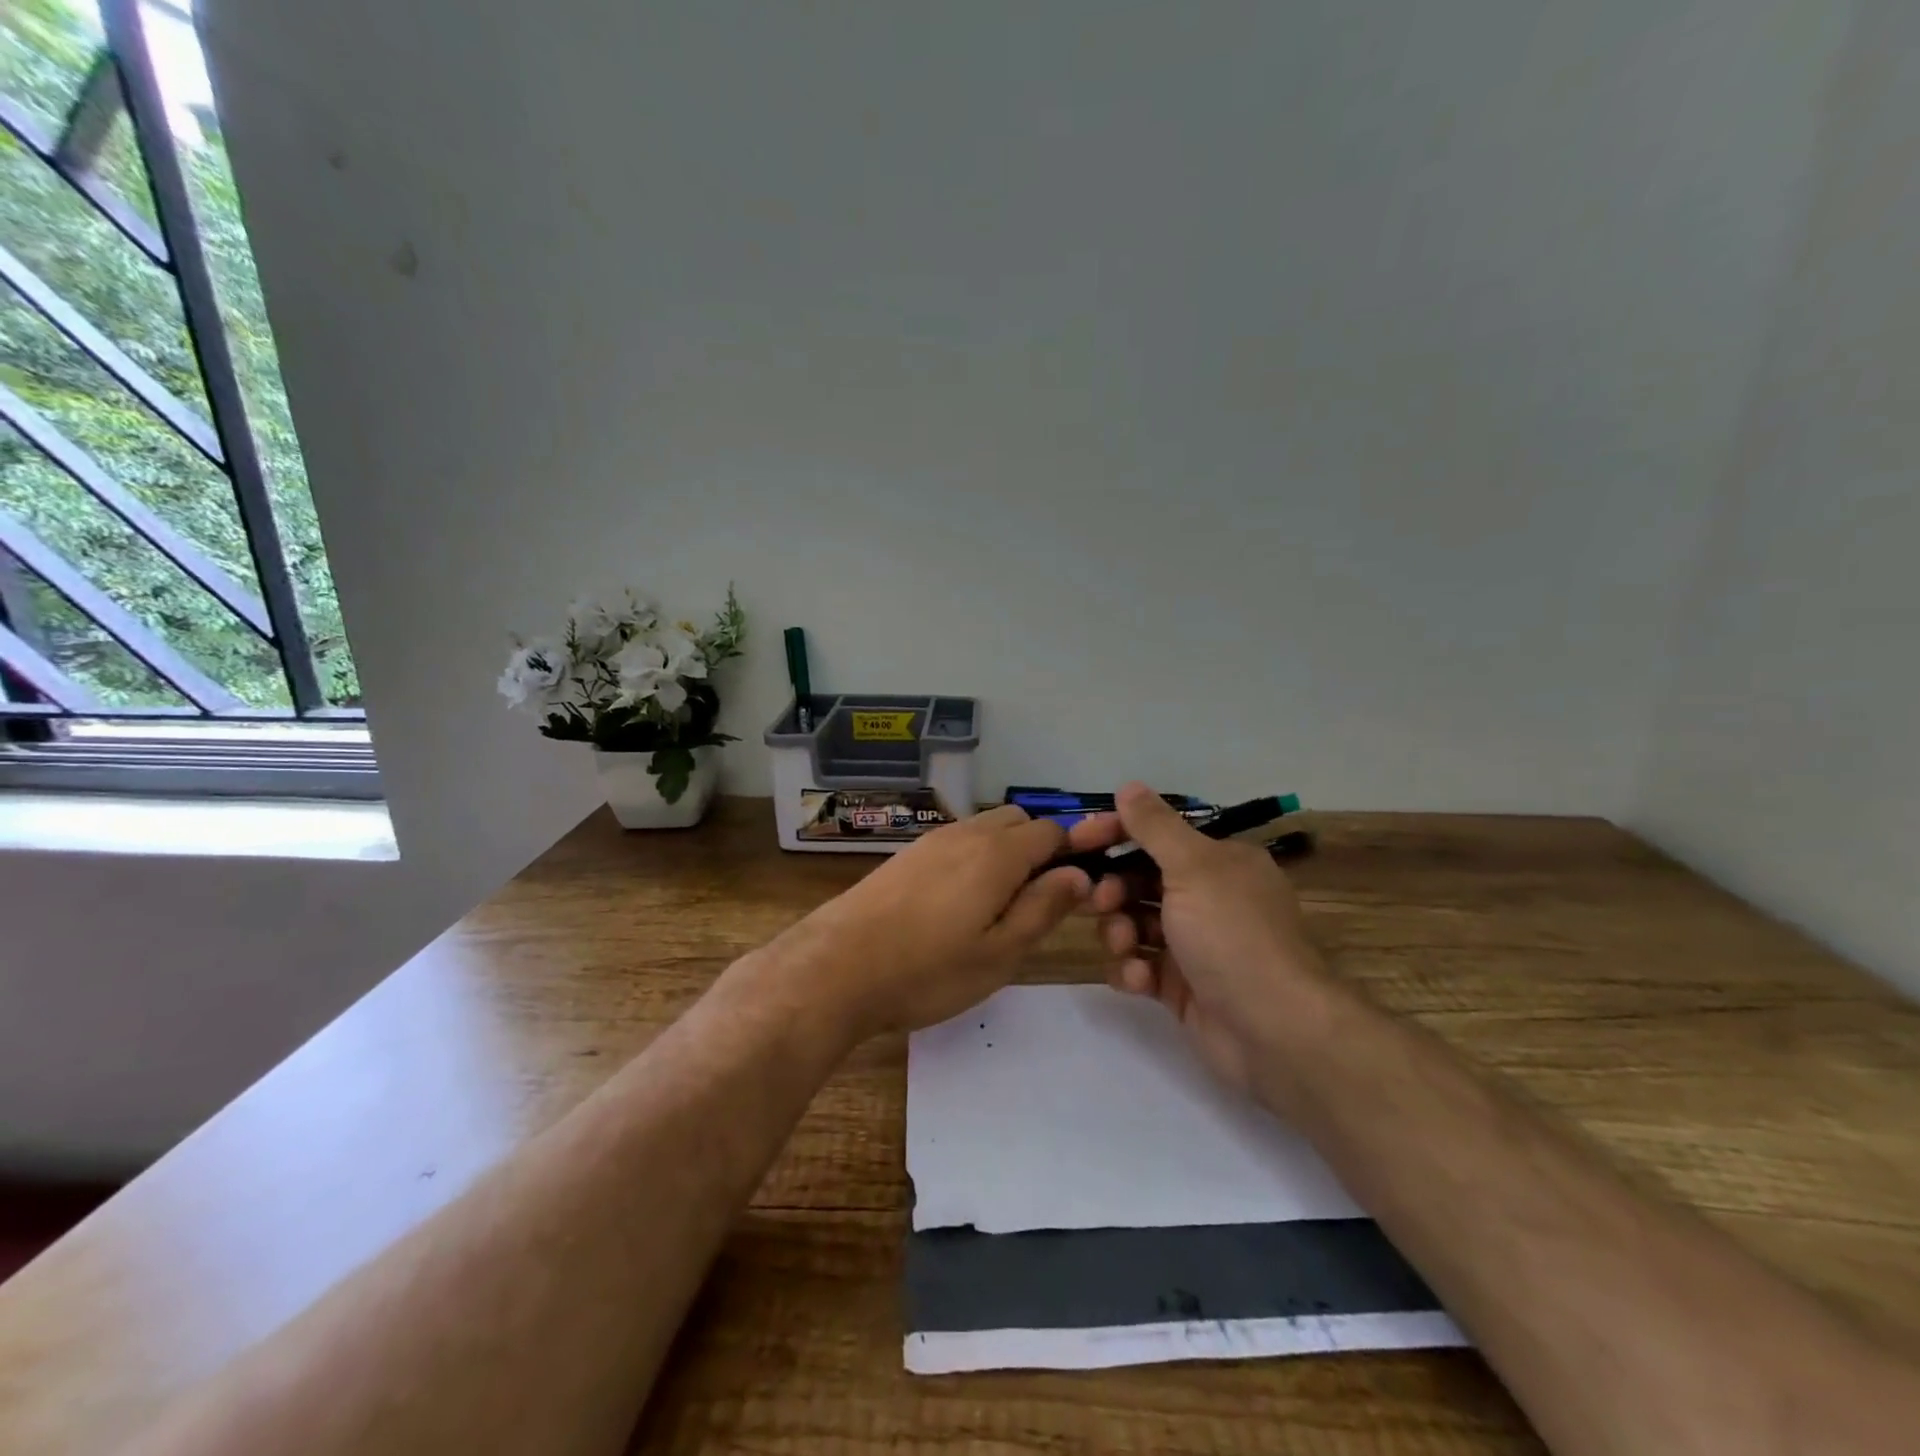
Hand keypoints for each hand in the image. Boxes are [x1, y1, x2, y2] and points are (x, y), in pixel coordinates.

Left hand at [796, 806, 1109, 1039]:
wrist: (836, 967)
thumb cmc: (928, 970)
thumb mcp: (999, 953)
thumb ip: (1043, 908)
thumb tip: (1080, 874)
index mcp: (998, 853)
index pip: (1052, 831)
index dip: (1073, 852)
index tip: (1079, 888)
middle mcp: (967, 833)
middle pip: (1018, 820)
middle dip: (1038, 848)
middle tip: (1037, 900)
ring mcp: (931, 840)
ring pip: (985, 828)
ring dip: (1005, 852)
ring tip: (998, 906)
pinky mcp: (906, 855)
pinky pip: (956, 841)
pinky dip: (973, 858)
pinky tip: (958, 903)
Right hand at [1084, 783, 1329, 1090]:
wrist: (1275, 1031)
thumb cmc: (1232, 935)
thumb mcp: (1193, 868)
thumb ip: (1155, 827)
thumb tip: (1129, 786)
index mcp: (1219, 863)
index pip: (1155, 834)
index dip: (1114, 833)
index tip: (1077, 841)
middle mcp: (1208, 898)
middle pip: (1140, 881)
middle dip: (1114, 890)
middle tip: (1101, 902)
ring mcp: (1194, 945)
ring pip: (1135, 924)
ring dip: (1121, 932)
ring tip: (1126, 948)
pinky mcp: (1182, 987)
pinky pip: (1141, 967)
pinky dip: (1133, 971)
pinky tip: (1139, 981)